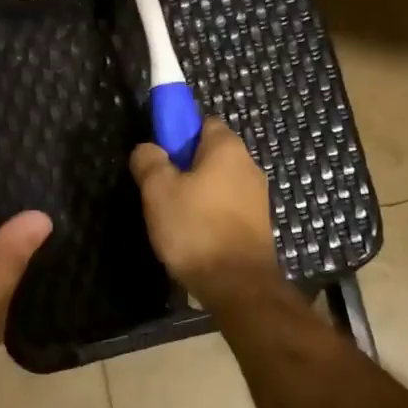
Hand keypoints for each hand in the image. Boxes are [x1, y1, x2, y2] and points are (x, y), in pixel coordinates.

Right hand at [129, 118, 279, 304]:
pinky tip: (194, 236)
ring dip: (197, 194)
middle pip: (210, 154)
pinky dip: (210, 215)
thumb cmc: (195, 228)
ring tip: (174, 218)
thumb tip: (148, 148)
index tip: (159, 155)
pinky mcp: (258, 225)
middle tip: (160, 189)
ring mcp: (257, 197)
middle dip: (185, 167)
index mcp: (228, 148)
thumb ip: (149, 161)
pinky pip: (227, 208)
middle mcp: (249, 165)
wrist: (238, 285)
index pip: (202, 122)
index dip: (178, 133)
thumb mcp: (158, 190)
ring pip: (219, 183)